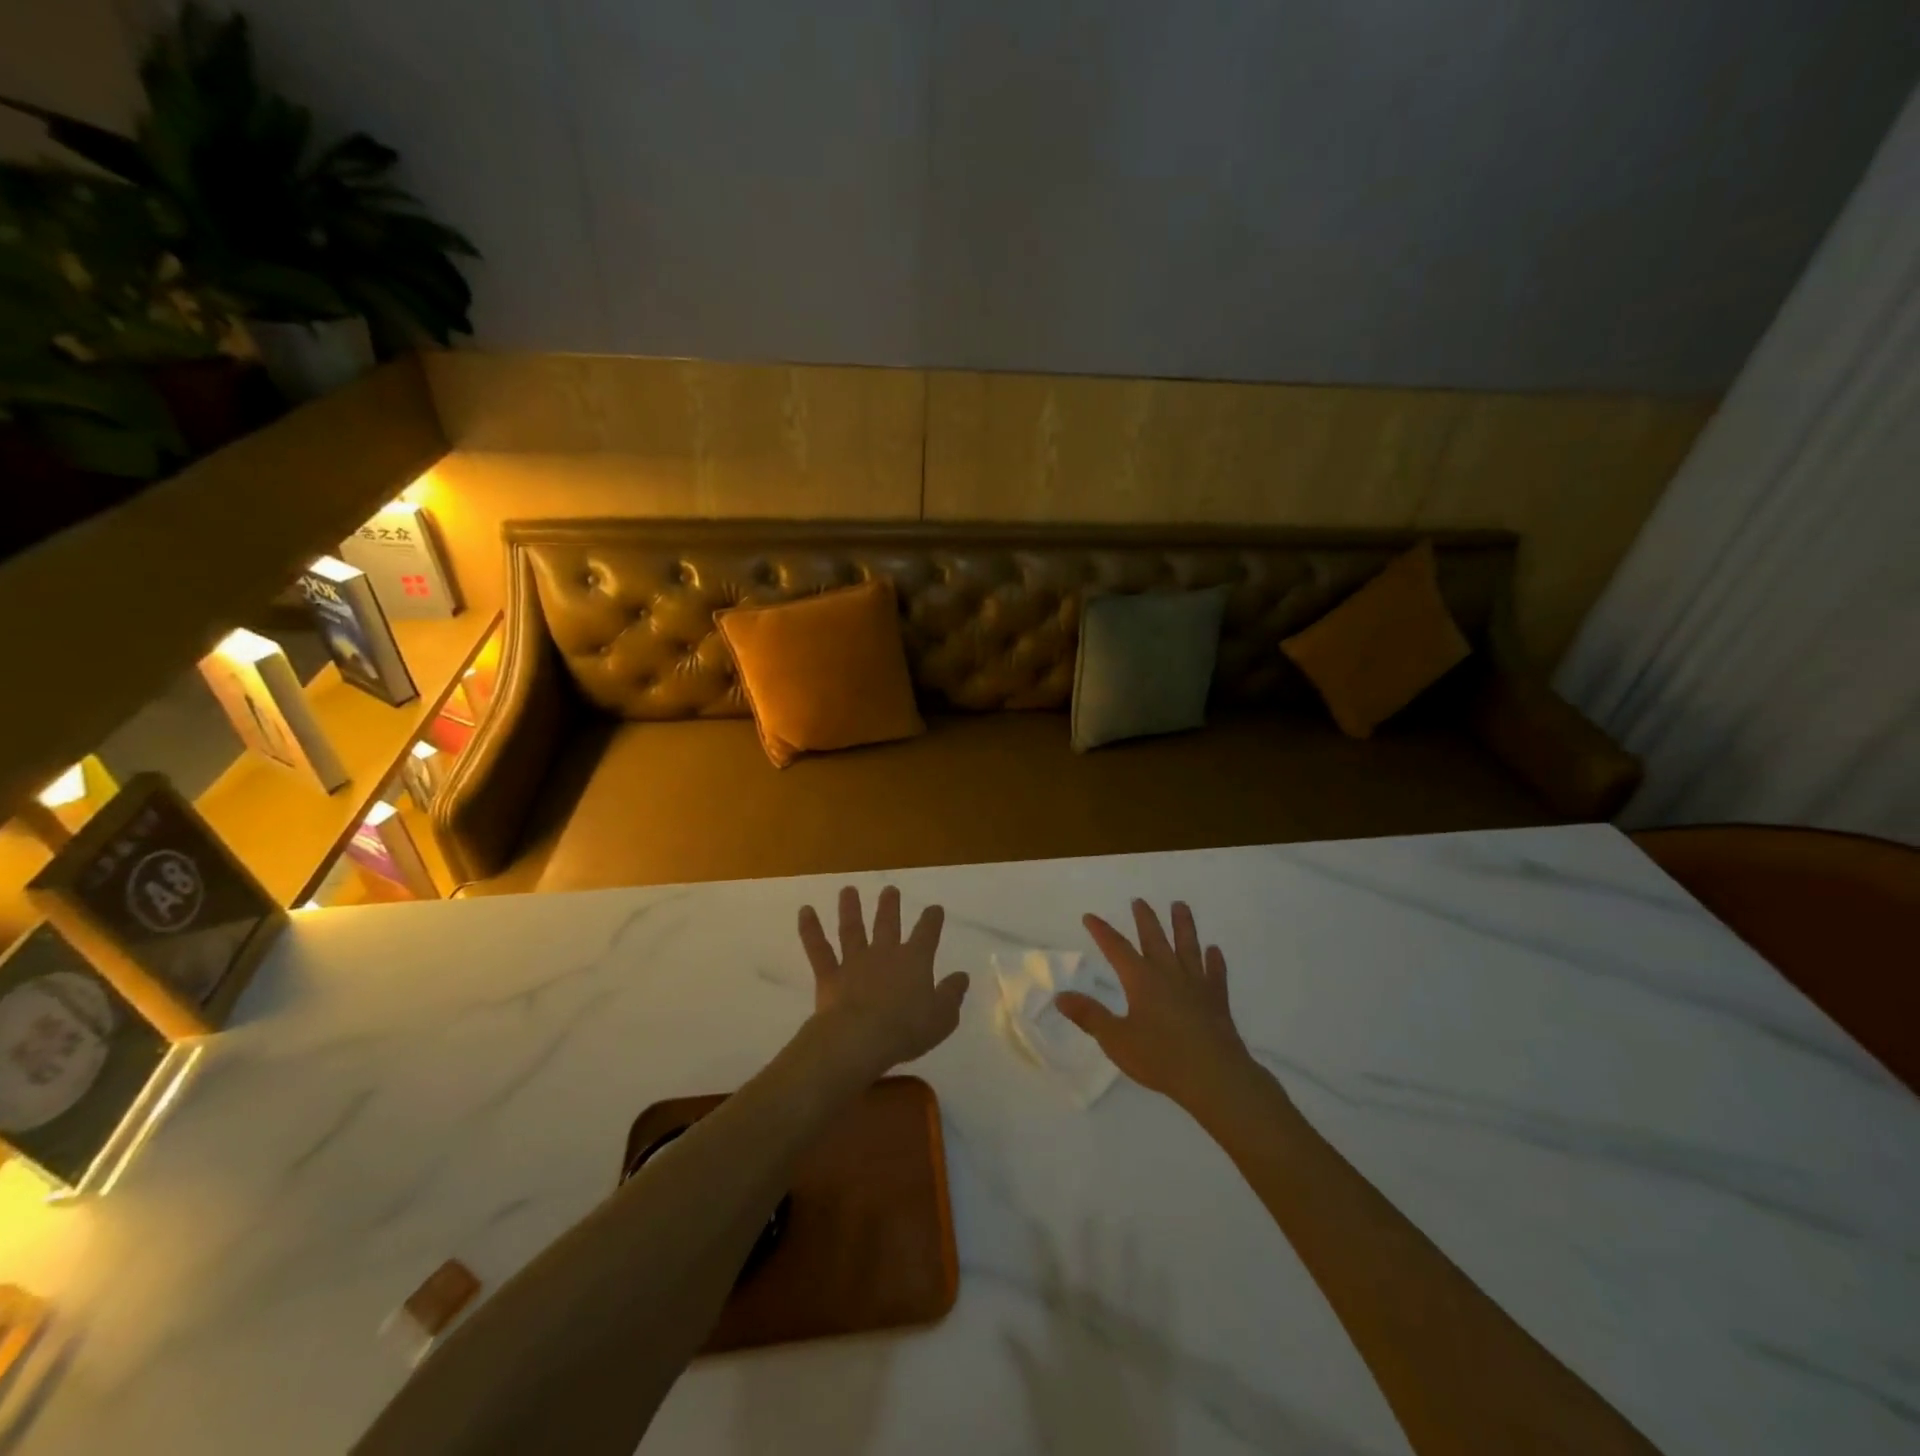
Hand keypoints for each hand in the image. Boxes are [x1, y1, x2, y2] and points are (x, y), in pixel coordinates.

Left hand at [798, 885, 969, 1075]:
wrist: (860, 1039)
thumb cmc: (906, 1029)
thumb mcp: (942, 1017)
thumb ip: (952, 994)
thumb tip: (961, 976)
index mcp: (915, 961)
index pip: (927, 934)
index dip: (932, 920)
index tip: (935, 909)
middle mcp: (885, 953)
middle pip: (888, 924)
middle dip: (890, 906)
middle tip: (890, 890)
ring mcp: (855, 961)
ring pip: (852, 929)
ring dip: (851, 908)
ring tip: (848, 890)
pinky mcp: (830, 975)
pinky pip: (818, 949)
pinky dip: (810, 929)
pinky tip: (805, 911)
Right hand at [1057, 900, 1258, 1110]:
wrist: (1214, 1076)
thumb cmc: (1160, 1057)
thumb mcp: (1116, 1039)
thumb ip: (1089, 1016)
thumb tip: (1061, 996)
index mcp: (1141, 979)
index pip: (1116, 948)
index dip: (1101, 931)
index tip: (1090, 916)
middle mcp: (1168, 972)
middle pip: (1154, 937)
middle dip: (1144, 918)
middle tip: (1138, 901)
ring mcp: (1196, 983)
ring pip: (1188, 946)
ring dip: (1183, 925)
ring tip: (1180, 905)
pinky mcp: (1217, 999)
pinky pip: (1215, 973)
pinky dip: (1215, 960)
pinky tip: (1214, 950)